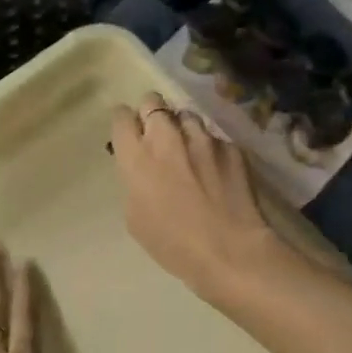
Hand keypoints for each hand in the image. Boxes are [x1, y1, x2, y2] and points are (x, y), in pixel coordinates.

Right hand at [109, 92, 286, 299]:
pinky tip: (216, 171)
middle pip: (153, 101)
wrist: (228, 250)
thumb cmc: (172, 243)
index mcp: (136, 156)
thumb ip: (134, 181)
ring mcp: (202, 138)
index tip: (129, 134)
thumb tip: (143, 169)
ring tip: (190, 151)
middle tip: (156, 135)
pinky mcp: (231, 146)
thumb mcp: (135, 216)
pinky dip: (211, 149)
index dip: (124, 123)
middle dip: (151, 113)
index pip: (121, 116)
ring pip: (186, 115)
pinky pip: (214, 138)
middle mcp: (166, 137)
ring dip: (183, 128)